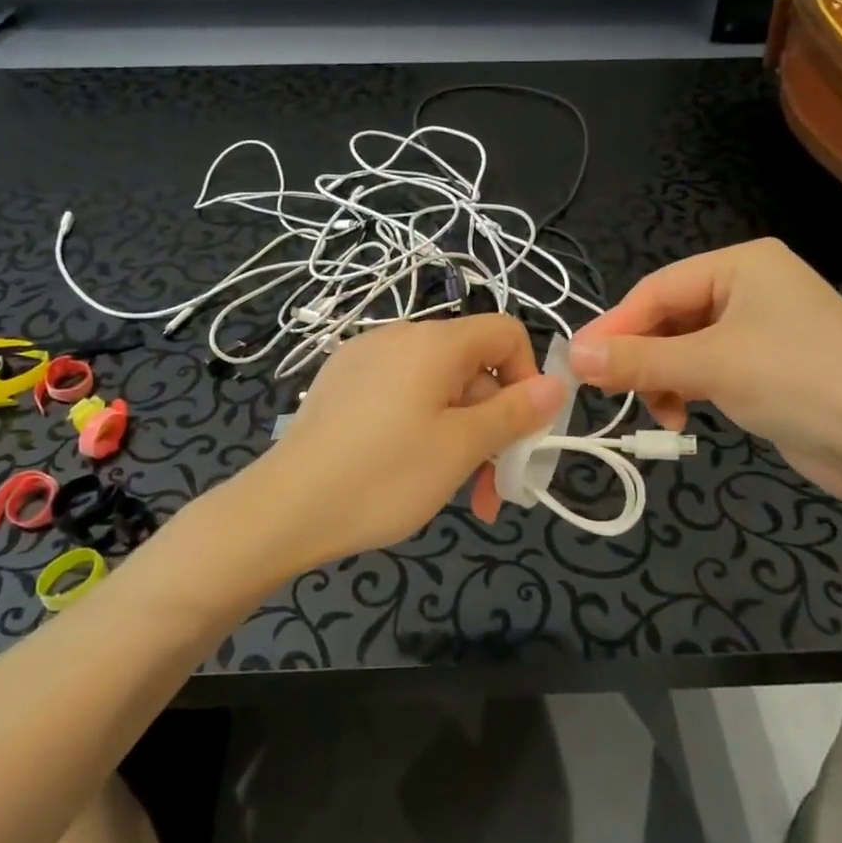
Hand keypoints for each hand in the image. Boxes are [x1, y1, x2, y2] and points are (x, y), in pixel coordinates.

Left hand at [244, 315, 565, 569]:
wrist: (284, 509)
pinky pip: (401, 395)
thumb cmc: (384, 476)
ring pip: (436, 388)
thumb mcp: (460, 448)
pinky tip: (411, 472)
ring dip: (460, 434)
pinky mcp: (341, 385)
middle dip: (492, 423)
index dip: (526, 377)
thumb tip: (557, 383)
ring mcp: (364, 359)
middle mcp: (398, 337)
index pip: (504, 333)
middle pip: (470, 366)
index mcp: (432, 342)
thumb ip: (514, 413)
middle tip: (493, 487)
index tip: (522, 433)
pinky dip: (422, 427)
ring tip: (458, 492)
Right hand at [568, 239, 841, 502]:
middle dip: (641, 357)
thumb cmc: (803, 385)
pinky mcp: (766, 366)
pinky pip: (707, 368)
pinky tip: (682, 415)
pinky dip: (687, 389)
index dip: (615, 326)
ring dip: (662, 378)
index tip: (577, 361)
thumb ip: (639, 359)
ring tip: (657, 411)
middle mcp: (750, 287)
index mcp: (743, 265)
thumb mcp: (713, 367)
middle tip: (608, 392)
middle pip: (669, 317)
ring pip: (684, 346)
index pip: (657, 289)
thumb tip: (571, 354)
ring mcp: (760, 328)